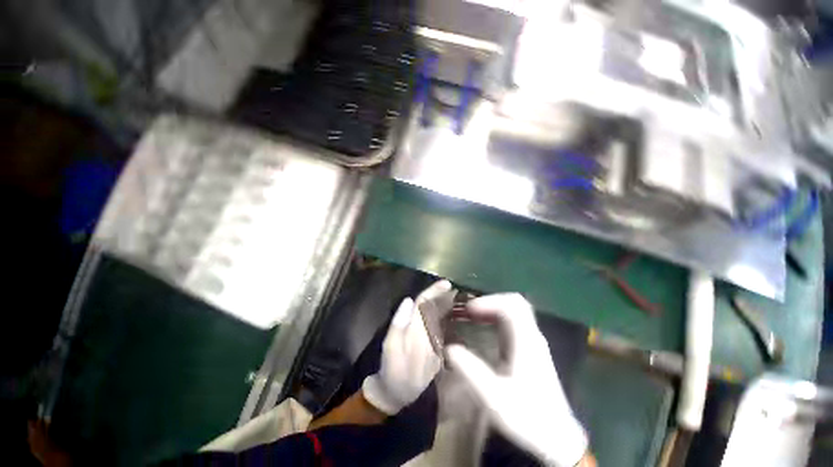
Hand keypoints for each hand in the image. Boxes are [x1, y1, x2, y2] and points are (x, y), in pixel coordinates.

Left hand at [362, 280, 451, 414]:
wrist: (394, 392)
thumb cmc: (393, 371)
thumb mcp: (392, 349)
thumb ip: (398, 325)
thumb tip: (408, 300)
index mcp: (410, 323)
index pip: (422, 301)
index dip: (434, 291)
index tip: (447, 284)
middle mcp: (419, 325)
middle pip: (432, 305)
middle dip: (445, 296)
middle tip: (462, 292)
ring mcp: (427, 334)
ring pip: (439, 314)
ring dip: (450, 305)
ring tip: (465, 301)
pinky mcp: (433, 344)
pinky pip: (443, 327)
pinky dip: (451, 320)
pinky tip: (461, 319)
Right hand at [446, 294, 587, 466]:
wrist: (555, 437)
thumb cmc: (526, 417)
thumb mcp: (494, 396)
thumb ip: (471, 370)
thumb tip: (449, 348)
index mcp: (527, 341)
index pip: (512, 305)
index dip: (489, 301)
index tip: (469, 310)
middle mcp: (532, 336)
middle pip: (514, 303)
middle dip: (490, 302)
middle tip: (468, 310)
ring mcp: (532, 342)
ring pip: (514, 312)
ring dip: (492, 309)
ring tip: (471, 316)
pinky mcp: (529, 350)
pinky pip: (512, 323)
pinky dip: (496, 318)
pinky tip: (483, 328)